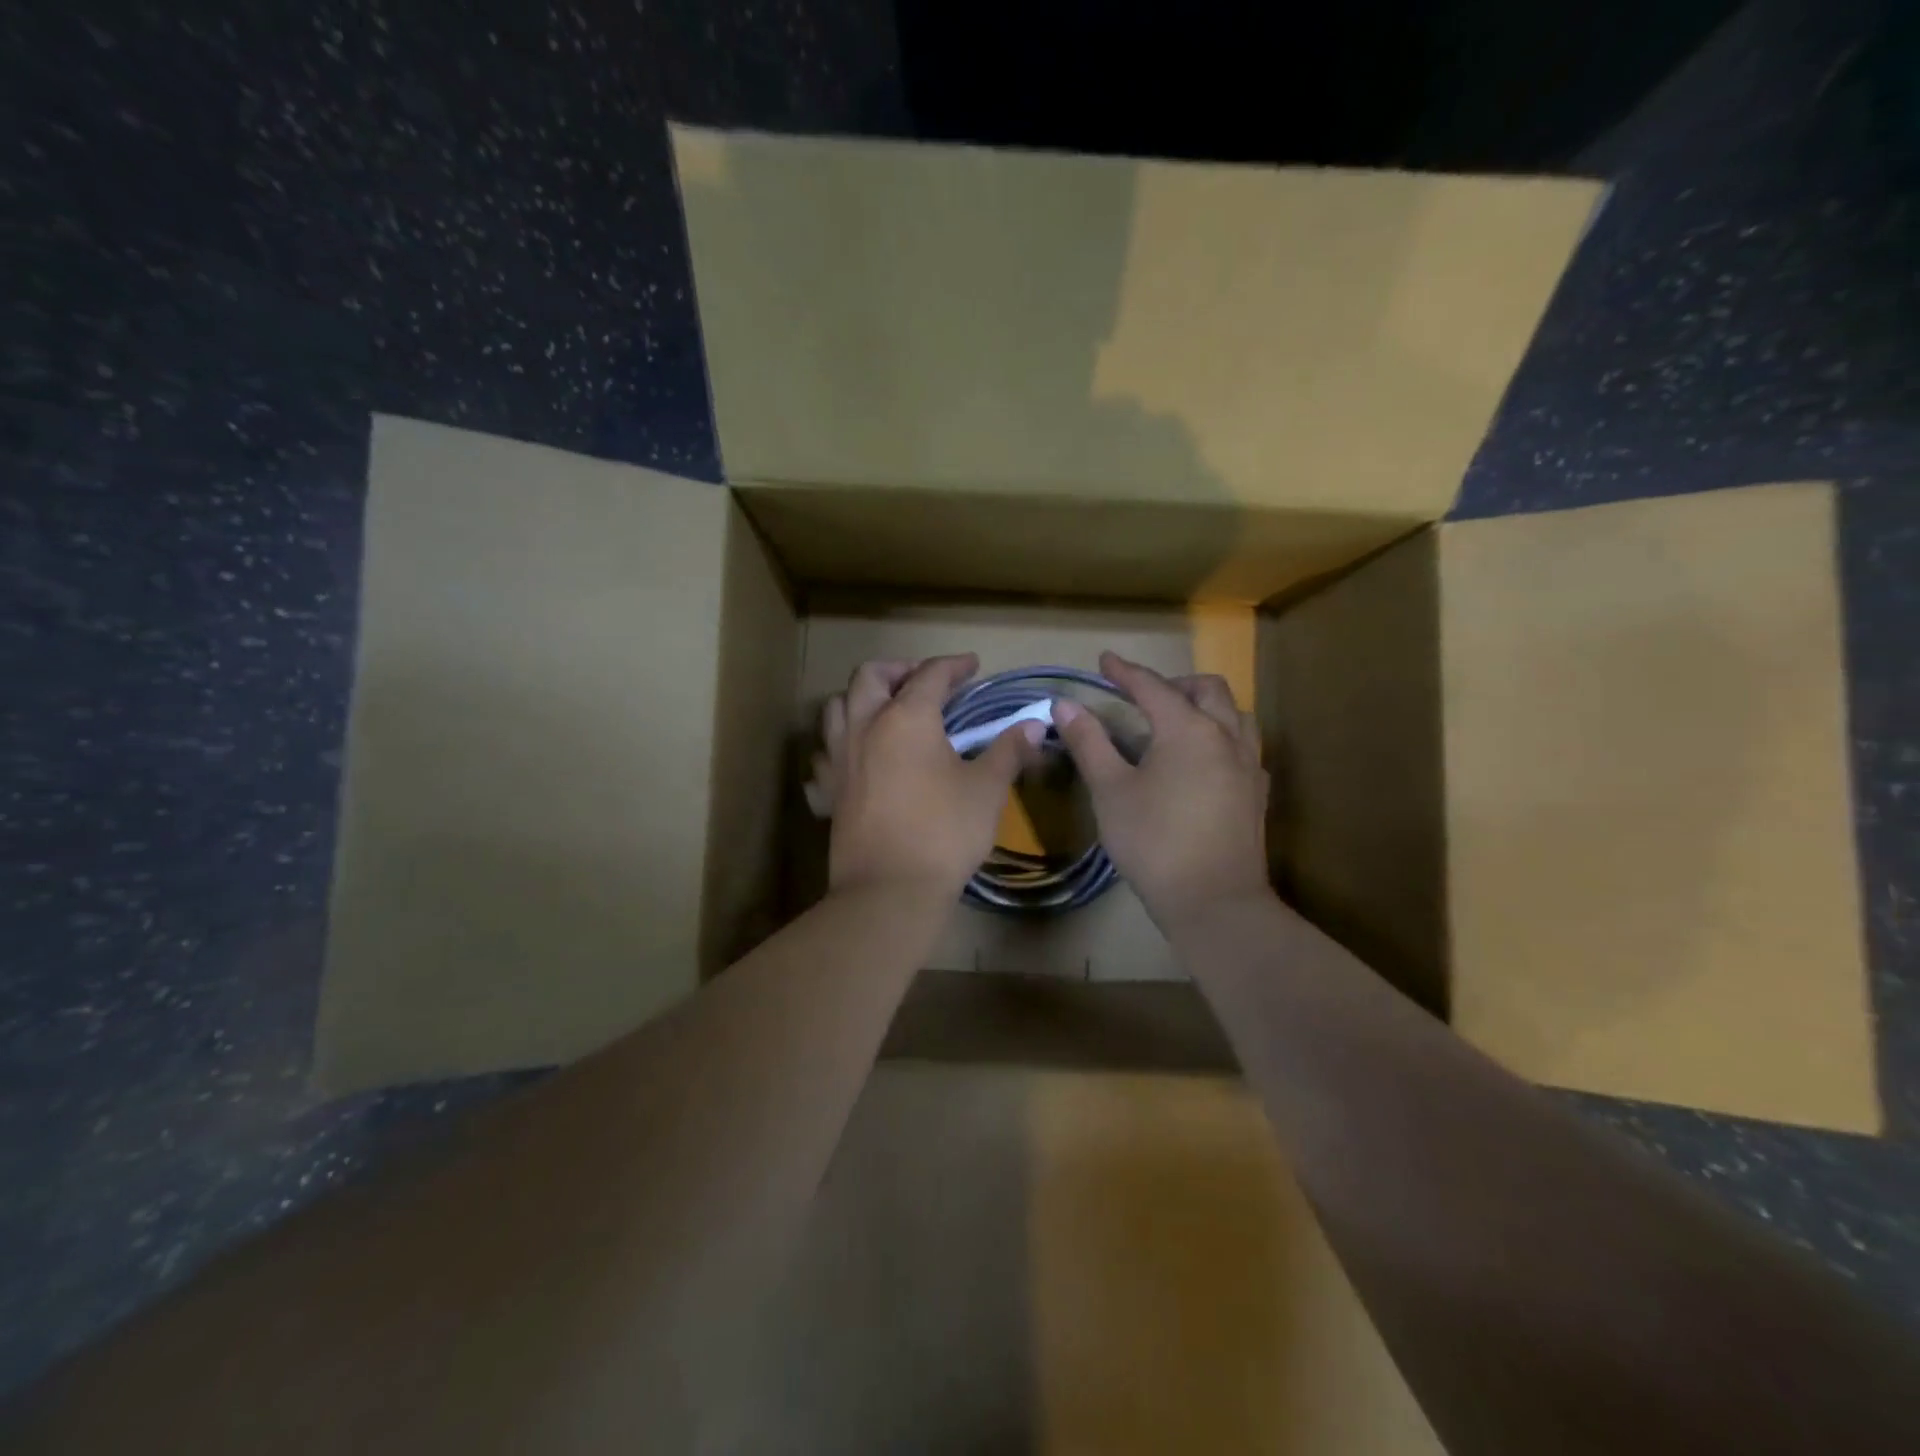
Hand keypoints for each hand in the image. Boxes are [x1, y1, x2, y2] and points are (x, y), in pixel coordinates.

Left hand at [812, 654, 1042, 900]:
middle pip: (870, 676)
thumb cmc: (945, 832)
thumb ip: (1008, 750)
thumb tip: (1034, 724)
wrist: (890, 889)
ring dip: (861, 698)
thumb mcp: (986, 789)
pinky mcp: (828, 790)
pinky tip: (857, 758)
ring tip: (886, 710)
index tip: (972, 666)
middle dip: (899, 669)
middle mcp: (865, 727)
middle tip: (925, 682)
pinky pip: (825, 754)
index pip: (930, 675)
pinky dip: (840, 744)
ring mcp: (840, 758)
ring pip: (837, 707)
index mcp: (907, 718)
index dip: (953, 665)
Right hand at [1054, 651, 1271, 930]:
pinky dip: (1221, 734)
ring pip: (1234, 713)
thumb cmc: (1154, 842)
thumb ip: (1090, 743)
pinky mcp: (1256, 793)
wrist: (1214, 901)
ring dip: (1205, 705)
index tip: (1104, 661)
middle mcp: (1225, 736)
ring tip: (1177, 721)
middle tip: (1142, 695)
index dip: (1125, 672)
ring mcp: (1248, 765)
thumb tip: (1066, 705)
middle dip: (1172, 683)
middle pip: (1206, 689)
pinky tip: (1204, 759)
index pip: (1152, 687)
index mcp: (1188, 729)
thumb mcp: (1111, 791)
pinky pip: (1243, 744)